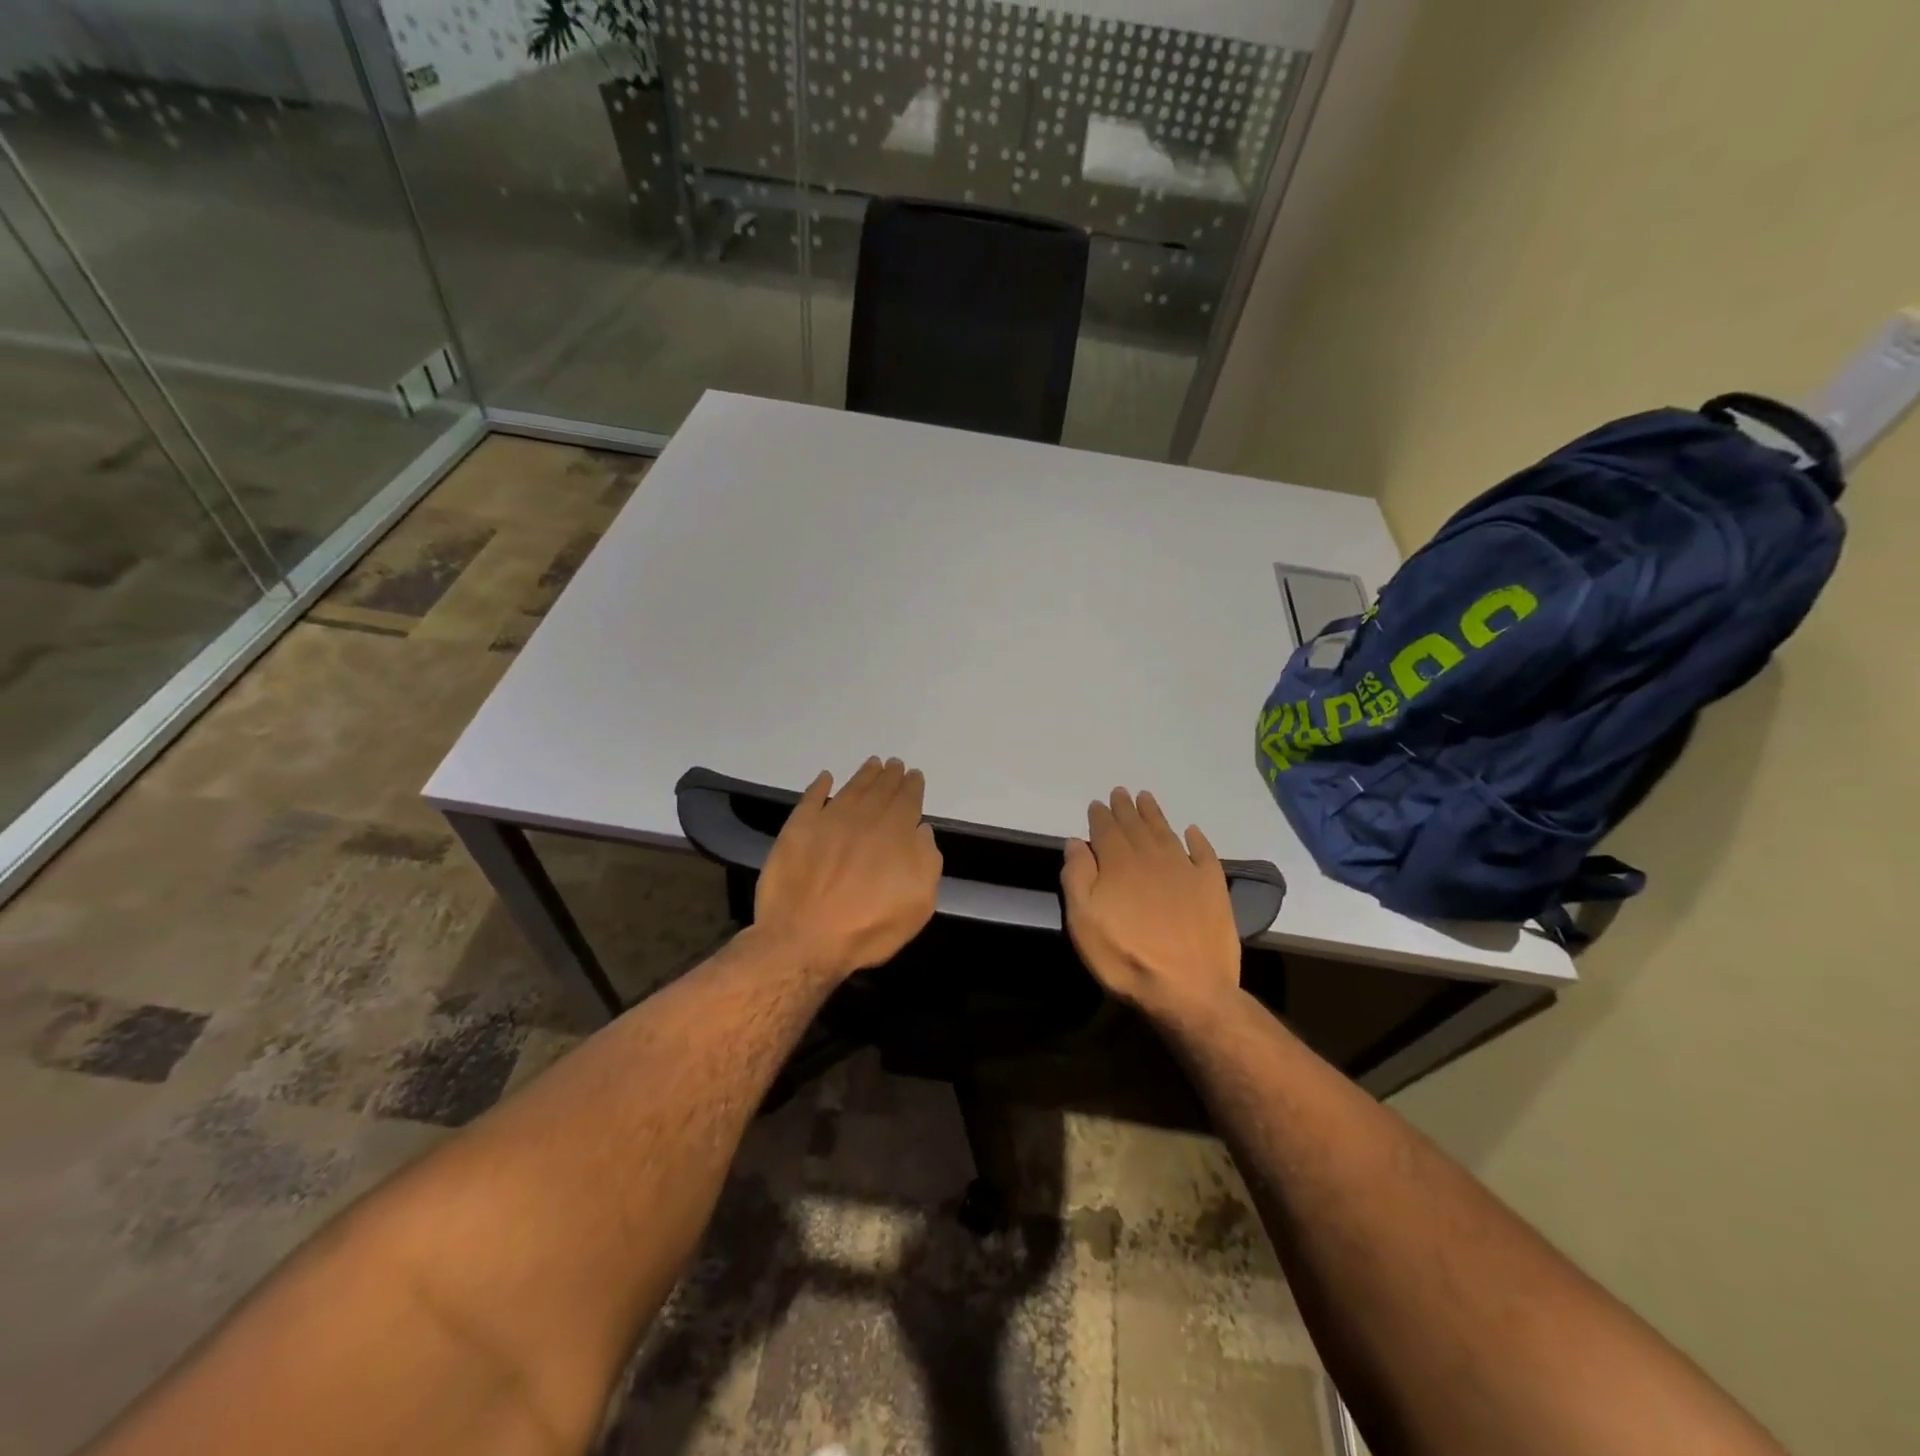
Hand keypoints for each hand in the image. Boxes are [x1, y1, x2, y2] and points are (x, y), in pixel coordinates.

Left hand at [754, 756, 942, 980]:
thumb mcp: (917, 904)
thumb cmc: (867, 928)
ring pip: (850, 789)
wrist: (803, 939)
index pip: (908, 800)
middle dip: (890, 776)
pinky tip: (825, 778)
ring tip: (871, 764)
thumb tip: (921, 831)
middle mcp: (864, 818)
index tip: (914, 775)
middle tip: (894, 764)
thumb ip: (926, 862)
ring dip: (863, 775)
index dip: (912, 786)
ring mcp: (828, 820)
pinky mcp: (797, 829)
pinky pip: (811, 798)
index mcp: (895, 833)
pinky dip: (819, 786)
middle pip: (880, 789)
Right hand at [1061, 788, 1241, 1022]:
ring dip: (1155, 815)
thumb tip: (1076, 842)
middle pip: (1136, 826)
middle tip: (1121, 793)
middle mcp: (1152, 857)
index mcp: (1119, 863)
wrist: (1189, 988)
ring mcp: (1186, 870)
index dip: (1101, 816)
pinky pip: (1204, 854)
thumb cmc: (1125, 957)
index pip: (1106, 830)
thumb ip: (1077, 877)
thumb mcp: (1083, 921)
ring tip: (1147, 799)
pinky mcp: (1212, 887)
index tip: (1098, 804)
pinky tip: (1192, 832)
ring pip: (1166, 832)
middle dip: (1126, 808)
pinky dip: (1197, 840)